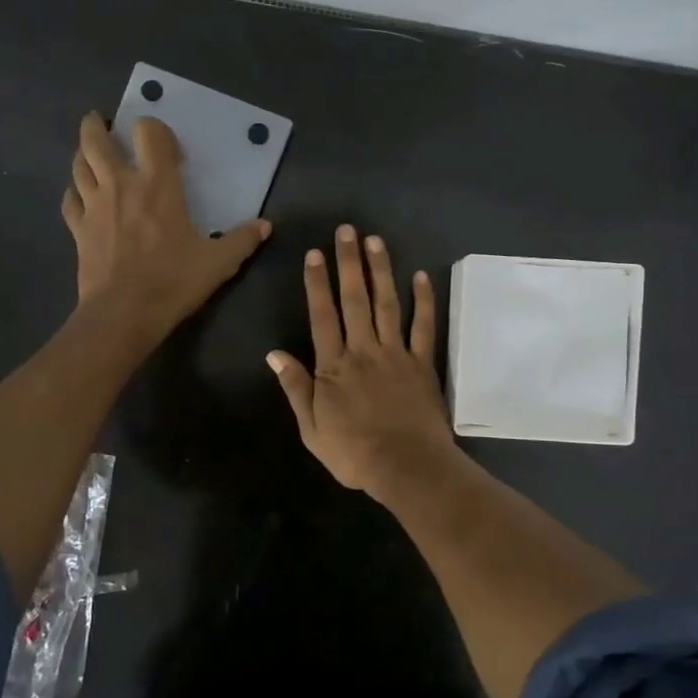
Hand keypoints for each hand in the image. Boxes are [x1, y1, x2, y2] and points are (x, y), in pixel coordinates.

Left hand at [61, 112, 269, 345]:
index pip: (148, 133)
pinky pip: (70, 200)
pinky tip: (81, 195)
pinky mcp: (78, 230)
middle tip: (103, 123)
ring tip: (91, 154)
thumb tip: (265, 225)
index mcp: (157, 185)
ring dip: (83, 154)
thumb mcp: (219, 262)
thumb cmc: (173, 281)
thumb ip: (243, 240)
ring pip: (78, 165)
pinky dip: (74, 191)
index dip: (155, 130)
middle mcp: (120, 185)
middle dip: (97, 125)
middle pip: (96, 140)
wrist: (124, 314)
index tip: (165, 148)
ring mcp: (93, 206)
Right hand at [267, 224, 458, 503]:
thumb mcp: (312, 429)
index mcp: (334, 367)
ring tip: (375, 241)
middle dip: (349, 263)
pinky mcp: (422, 364)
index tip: (316, 254)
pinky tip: (421, 277)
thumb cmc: (354, 453)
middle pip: (355, 300)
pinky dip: (423, 301)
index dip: (317, 283)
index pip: (323, 316)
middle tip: (347, 230)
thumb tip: (274, 354)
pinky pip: (424, 327)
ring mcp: (396, 354)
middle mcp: (364, 351)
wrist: (406, 467)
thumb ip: (296, 388)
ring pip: (387, 305)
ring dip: (381, 271)